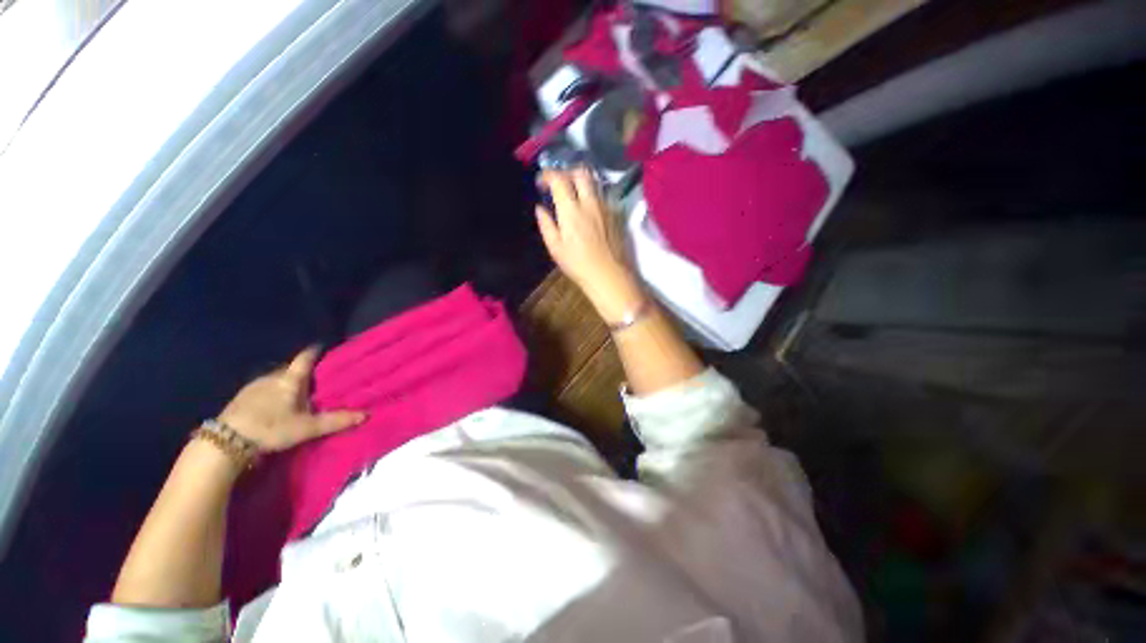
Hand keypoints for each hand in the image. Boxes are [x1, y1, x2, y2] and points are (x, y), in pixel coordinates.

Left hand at [218, 347, 365, 451]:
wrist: (226, 442)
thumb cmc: (271, 428)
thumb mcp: (307, 428)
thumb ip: (335, 421)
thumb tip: (366, 415)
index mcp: (289, 380)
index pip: (304, 359)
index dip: (313, 351)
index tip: (321, 345)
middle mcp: (271, 377)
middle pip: (289, 370)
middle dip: (301, 373)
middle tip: (313, 380)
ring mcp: (252, 387)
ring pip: (274, 380)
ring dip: (284, 384)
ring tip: (293, 394)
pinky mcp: (239, 398)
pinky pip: (261, 389)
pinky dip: (270, 393)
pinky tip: (271, 405)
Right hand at [535, 168, 643, 322]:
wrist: (610, 276)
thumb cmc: (578, 265)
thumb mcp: (555, 248)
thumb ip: (546, 225)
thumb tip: (540, 208)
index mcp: (571, 210)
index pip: (559, 179)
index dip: (547, 175)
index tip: (540, 183)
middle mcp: (590, 202)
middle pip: (580, 172)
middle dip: (566, 172)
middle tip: (558, 185)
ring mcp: (606, 206)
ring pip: (594, 181)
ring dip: (581, 181)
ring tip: (573, 194)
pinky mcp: (616, 214)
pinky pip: (603, 195)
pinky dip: (592, 194)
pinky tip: (588, 208)